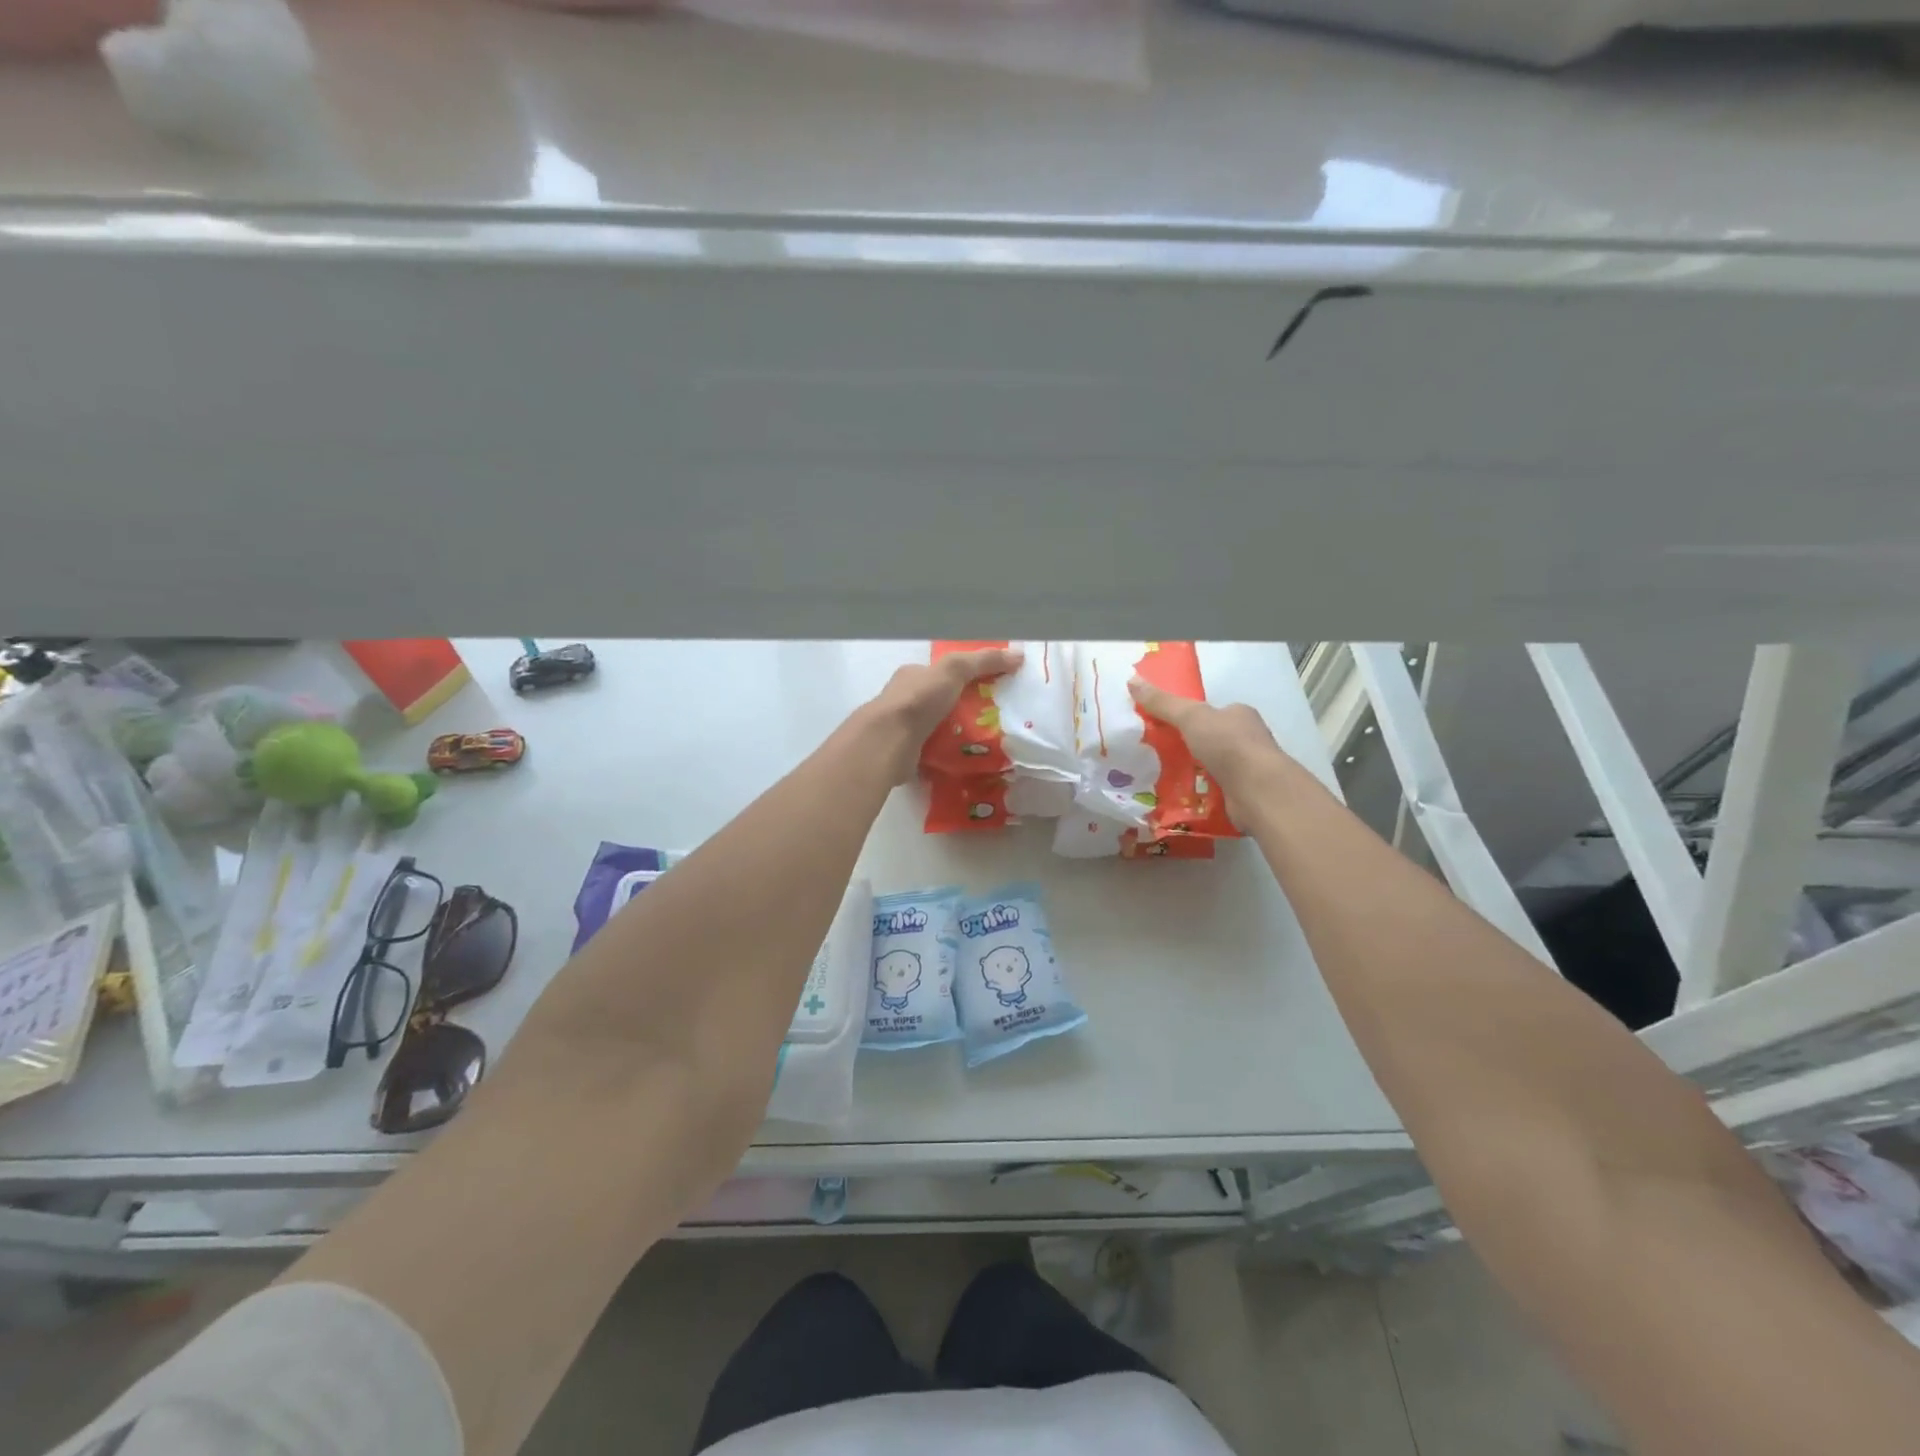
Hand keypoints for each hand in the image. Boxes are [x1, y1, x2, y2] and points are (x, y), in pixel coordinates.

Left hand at [866, 646, 1025, 781]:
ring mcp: (904, 728)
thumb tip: (1018, 655)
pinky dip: (951, 754)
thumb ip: (983, 661)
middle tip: (996, 719)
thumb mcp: (954, 670)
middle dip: (966, 708)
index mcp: (913, 675)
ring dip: (959, 733)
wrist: (887, 742)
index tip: (993, 688)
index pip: (943, 672)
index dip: (968, 676)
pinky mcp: (906, 753)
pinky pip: (935, 751)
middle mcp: (905, 699)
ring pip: (939, 727)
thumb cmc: (918, 700)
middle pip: (943, 701)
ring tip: (989, 742)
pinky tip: (970, 759)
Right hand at [1128, 675, 1291, 803]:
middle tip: (1155, 754)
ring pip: (1211, 767)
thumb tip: (1132, 680)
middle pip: (1209, 740)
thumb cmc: (1227, 744)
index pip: (1211, 712)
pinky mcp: (1243, 795)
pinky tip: (1176, 799)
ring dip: (1190, 772)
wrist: (1257, 790)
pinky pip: (1213, 791)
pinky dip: (1197, 795)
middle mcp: (1247, 740)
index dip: (1187, 717)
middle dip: (1186, 747)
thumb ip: (1162, 702)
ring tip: (1158, 778)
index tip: (1162, 727)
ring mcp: (1246, 769)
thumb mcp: (1190, 716)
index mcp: (1240, 715)